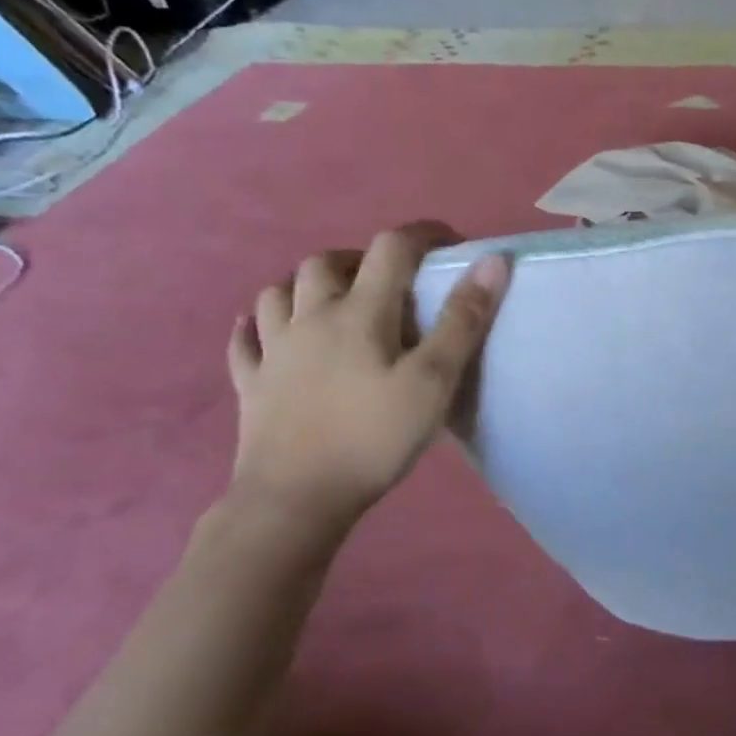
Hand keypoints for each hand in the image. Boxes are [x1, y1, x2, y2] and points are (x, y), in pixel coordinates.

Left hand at [226, 223, 509, 524]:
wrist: (296, 499)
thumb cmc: (374, 438)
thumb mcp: (434, 381)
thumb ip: (463, 320)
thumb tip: (491, 261)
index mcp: (359, 313)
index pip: (391, 249)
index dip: (422, 235)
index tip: (450, 243)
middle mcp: (309, 319)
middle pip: (325, 263)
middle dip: (359, 259)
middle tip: (388, 281)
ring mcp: (273, 351)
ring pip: (276, 293)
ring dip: (305, 285)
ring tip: (331, 301)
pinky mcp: (250, 385)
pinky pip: (243, 342)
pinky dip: (255, 327)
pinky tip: (264, 331)